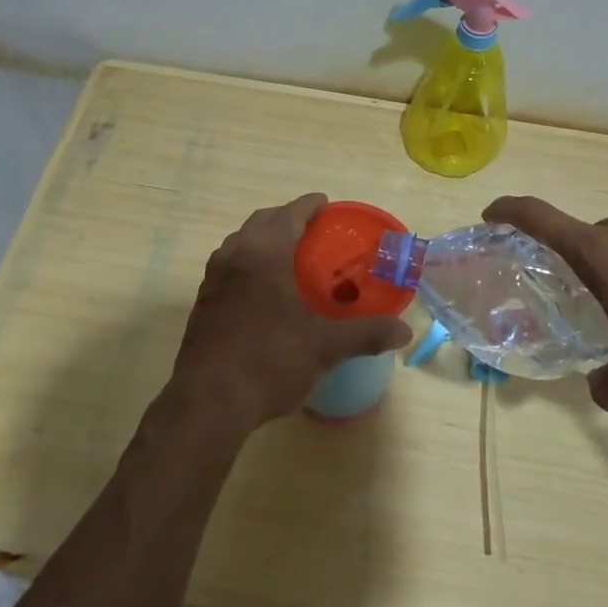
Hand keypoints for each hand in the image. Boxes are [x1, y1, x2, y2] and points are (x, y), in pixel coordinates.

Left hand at [170, 194, 410, 431]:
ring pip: (241, 243)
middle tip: (313, 231)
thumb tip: (404, 331)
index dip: (309, 206)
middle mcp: (235, 255)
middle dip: (286, 219)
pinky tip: (263, 291)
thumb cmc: (270, 361)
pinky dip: (248, 263)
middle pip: (262, 222)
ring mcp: (213, 278)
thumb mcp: (325, 347)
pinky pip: (230, 266)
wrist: (209, 401)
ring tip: (289, 257)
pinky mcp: (203, 302)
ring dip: (264, 239)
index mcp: (265, 253)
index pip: (289, 214)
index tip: (325, 205)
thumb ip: (366, 334)